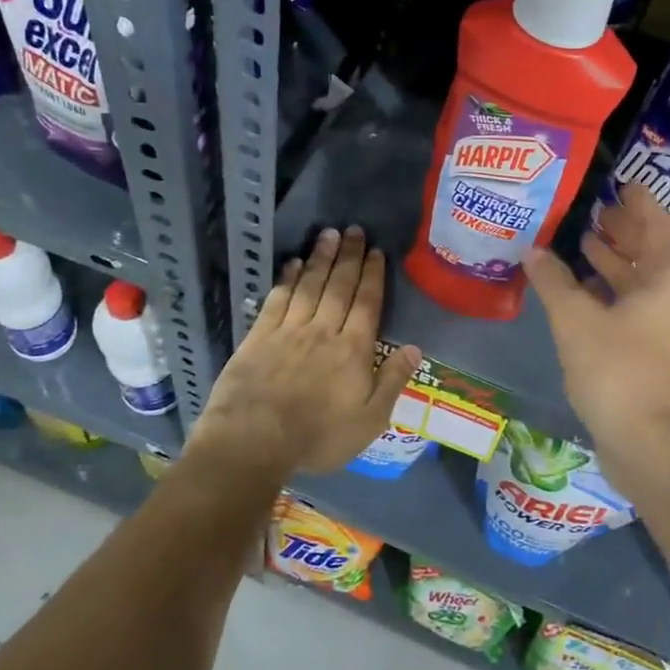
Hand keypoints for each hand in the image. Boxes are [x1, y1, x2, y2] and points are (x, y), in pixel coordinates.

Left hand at [191, 226, 422, 481]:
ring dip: (321, 258)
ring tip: (329, 234)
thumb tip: (415, 348)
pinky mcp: (259, 336)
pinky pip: (278, 299)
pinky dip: (288, 278)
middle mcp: (323, 330)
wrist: (254, 440)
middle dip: (349, 256)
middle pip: (339, 286)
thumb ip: (392, 381)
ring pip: (309, 285)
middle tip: (354, 230)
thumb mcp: (369, 420)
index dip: (372, 276)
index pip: (367, 303)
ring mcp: (289, 330)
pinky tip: (294, 263)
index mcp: (353, 350)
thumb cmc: (317, 436)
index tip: (376, 252)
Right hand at [522, 184, 669, 485]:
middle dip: (621, 229)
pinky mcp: (659, 347)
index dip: (635, 200)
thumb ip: (553, 280)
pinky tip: (583, 287)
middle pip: (651, 248)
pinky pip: (637, 303)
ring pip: (643, 278)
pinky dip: (613, 290)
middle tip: (590, 208)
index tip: (616, 181)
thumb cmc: (617, 370)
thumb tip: (532, 250)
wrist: (649, 442)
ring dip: (615, 260)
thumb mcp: (576, 319)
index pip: (655, 220)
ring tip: (582, 240)